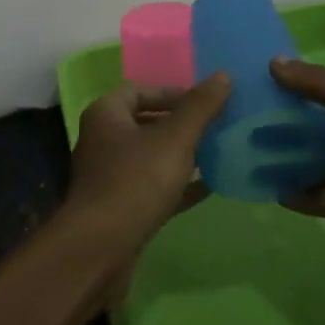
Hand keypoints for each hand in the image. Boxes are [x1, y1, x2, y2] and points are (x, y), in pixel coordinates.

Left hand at [61, 74, 230, 270]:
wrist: (101, 249)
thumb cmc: (136, 181)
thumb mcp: (175, 138)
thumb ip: (200, 106)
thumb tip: (223, 75)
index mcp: (107, 114)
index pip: (140, 89)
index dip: (173, 92)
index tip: (206, 102)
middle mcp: (103, 140)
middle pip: (146, 122)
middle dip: (181, 123)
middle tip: (216, 125)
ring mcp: (109, 176)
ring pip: (151, 156)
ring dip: (181, 154)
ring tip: (218, 152)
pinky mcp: (119, 208)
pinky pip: (153, 187)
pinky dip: (177, 185)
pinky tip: (208, 187)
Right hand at [270, 58, 324, 270]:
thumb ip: (319, 83)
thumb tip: (273, 62)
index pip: (324, 90)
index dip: (294, 89)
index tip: (255, 90)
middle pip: (321, 130)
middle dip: (289, 132)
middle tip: (248, 134)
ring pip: (324, 166)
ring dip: (295, 167)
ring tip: (256, 167)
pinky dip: (309, 198)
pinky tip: (279, 197)